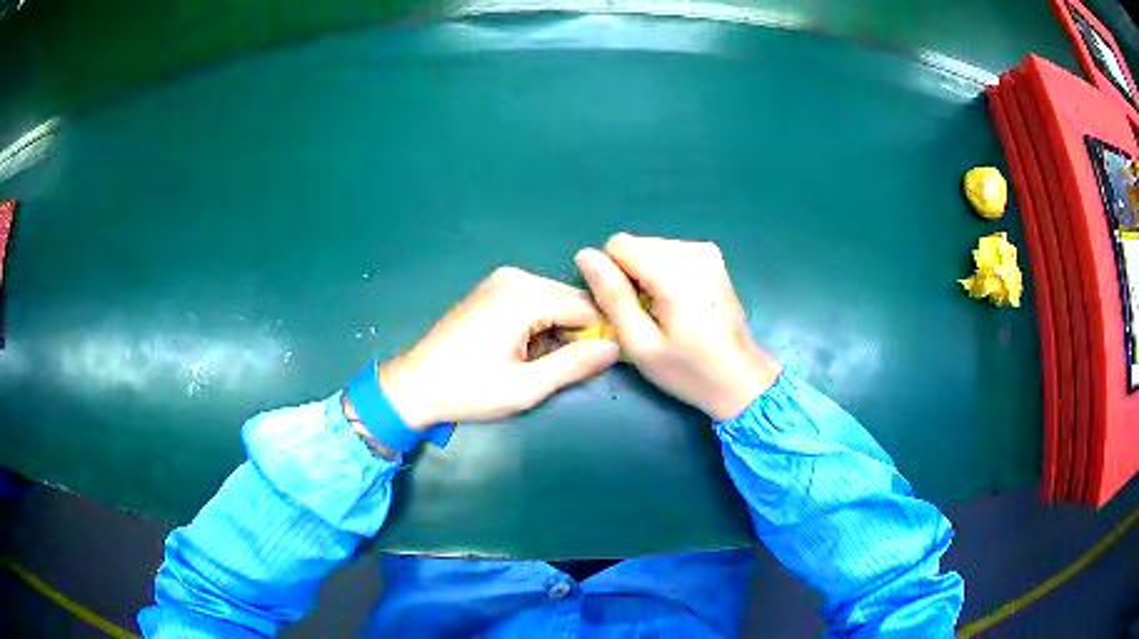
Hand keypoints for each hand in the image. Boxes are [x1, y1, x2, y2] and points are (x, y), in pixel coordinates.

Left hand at [376, 267, 620, 428]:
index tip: (595, 365)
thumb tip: (617, 347)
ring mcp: (502, 280)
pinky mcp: (492, 288)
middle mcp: (516, 278)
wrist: (416, 384)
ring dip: (558, 329)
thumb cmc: (469, 389)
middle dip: (578, 331)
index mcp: (525, 296)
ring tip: (539, 361)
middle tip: (565, 368)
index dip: (599, 335)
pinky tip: (524, 348)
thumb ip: (574, 365)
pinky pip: (534, 300)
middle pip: (572, 299)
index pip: (588, 307)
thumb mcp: (526, 387)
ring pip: (555, 300)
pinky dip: (540, 323)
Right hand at [575, 233, 780, 420]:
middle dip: (631, 276)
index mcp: (674, 271)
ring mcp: (706, 251)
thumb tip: (584, 255)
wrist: (741, 379)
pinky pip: (670, 254)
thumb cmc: (688, 370)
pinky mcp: (713, 257)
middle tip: (647, 317)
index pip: (617, 245)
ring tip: (665, 313)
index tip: (628, 310)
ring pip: (651, 249)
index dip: (612, 277)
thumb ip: (611, 296)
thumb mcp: (640, 343)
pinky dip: (665, 275)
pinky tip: (679, 305)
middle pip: (635, 245)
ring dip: (648, 276)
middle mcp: (692, 250)